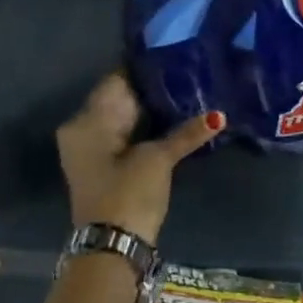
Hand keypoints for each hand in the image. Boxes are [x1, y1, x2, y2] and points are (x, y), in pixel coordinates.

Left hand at [56, 73, 222, 244]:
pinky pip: (126, 134)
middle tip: (189, 71)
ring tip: (189, 90)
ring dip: (152, 108)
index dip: (146, 68)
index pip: (117, 80)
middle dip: (153, 88)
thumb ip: (186, 133)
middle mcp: (82, 129)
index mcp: (86, 121)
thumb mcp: (158, 159)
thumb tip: (219, 115)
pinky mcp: (105, 164)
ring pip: (125, 117)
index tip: (175, 55)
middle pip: (120, 98)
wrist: (112, 246)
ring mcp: (92, 148)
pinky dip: (147, 127)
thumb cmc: (128, 193)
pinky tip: (175, 119)